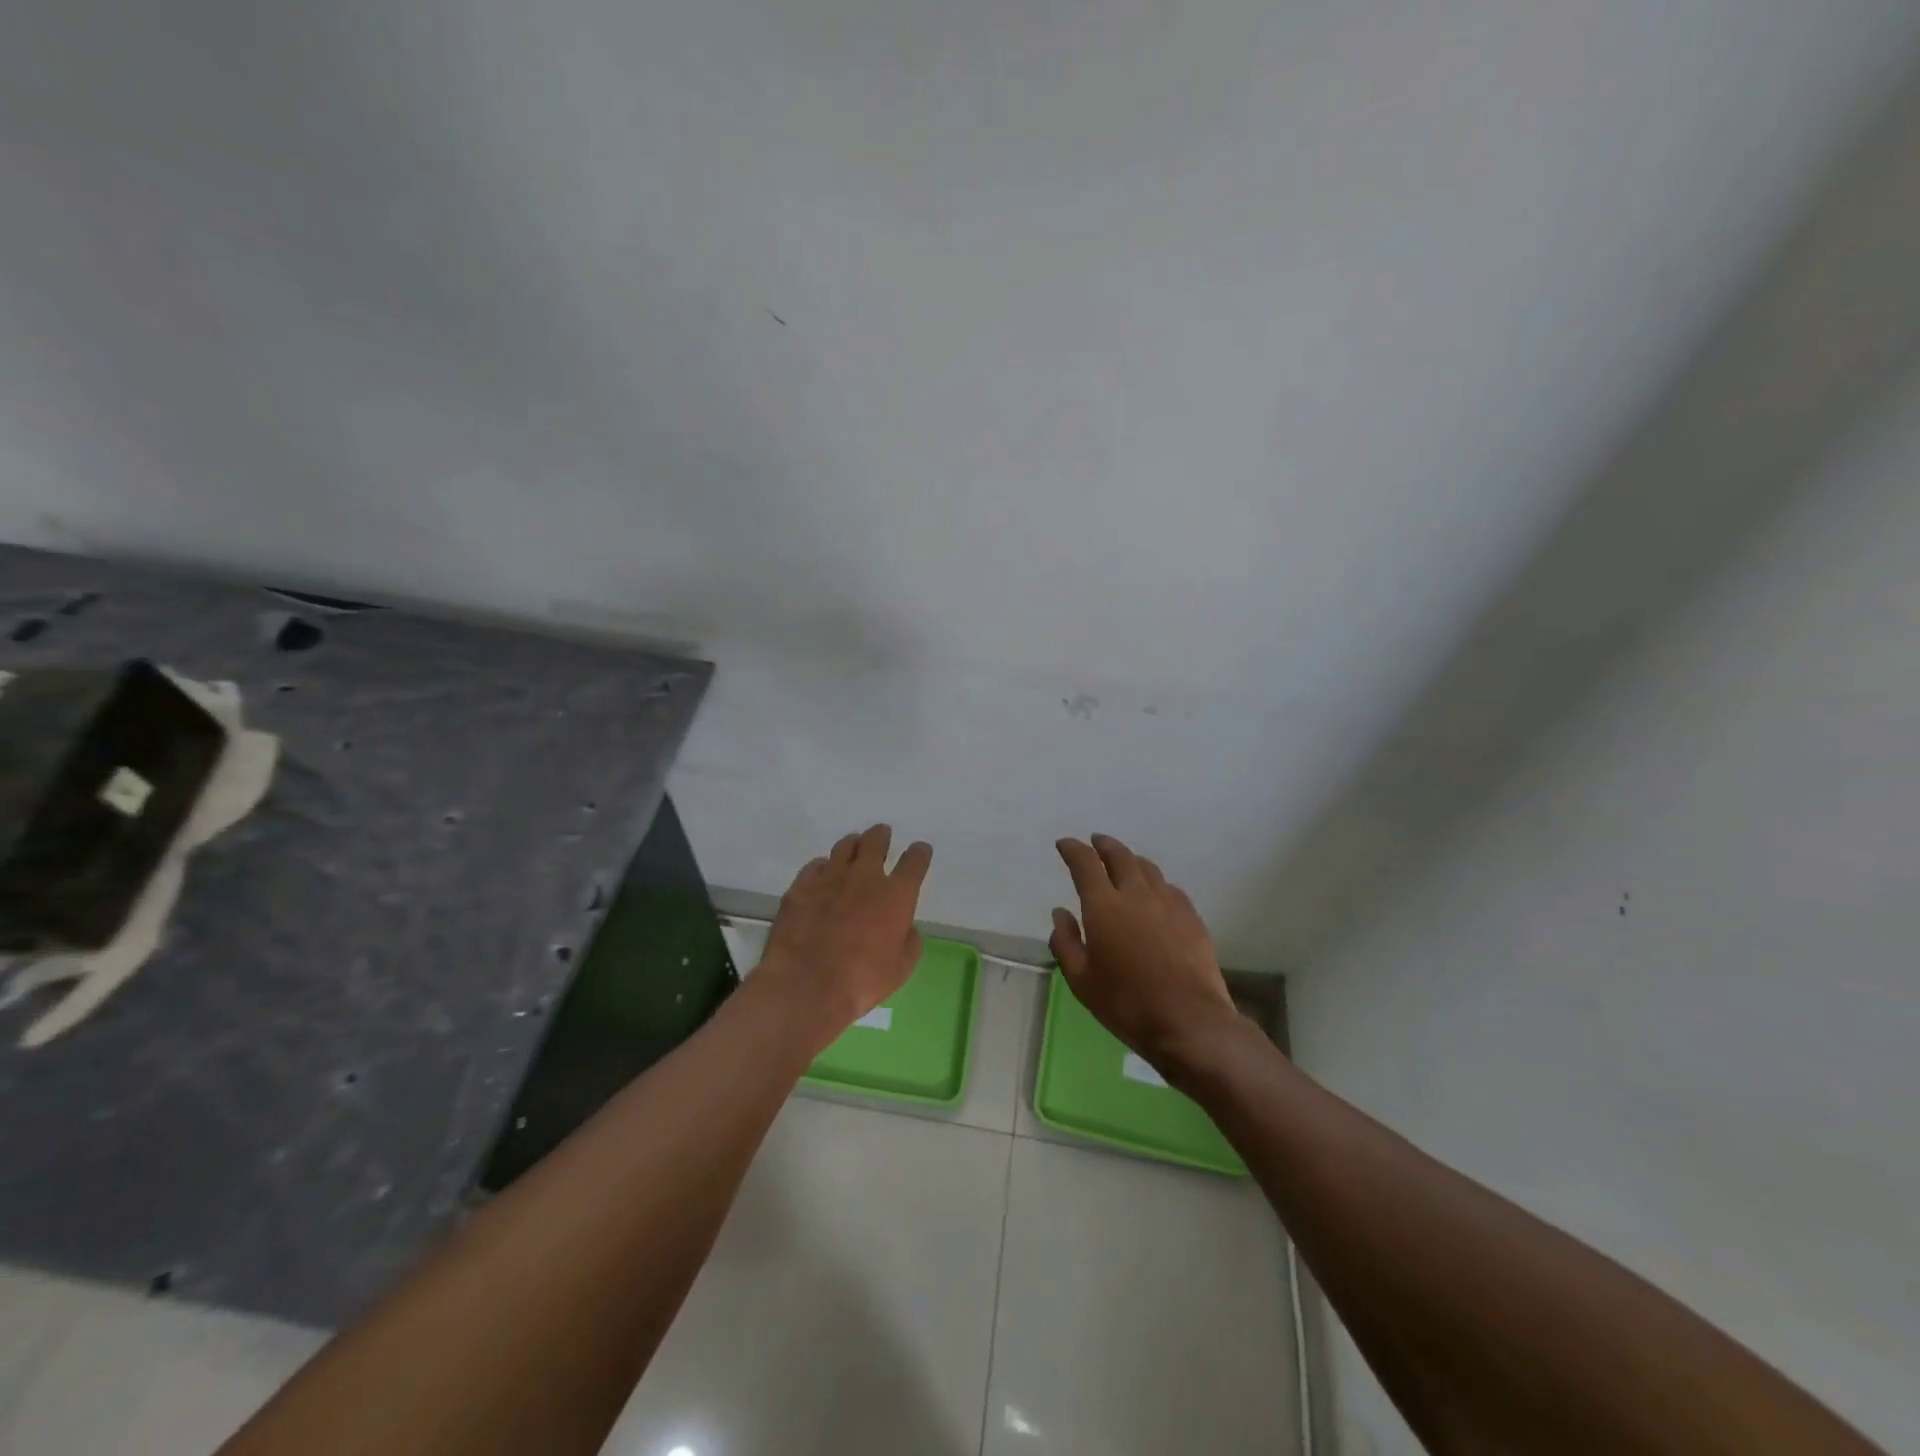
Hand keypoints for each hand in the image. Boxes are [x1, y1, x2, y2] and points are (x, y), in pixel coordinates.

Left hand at [758, 825, 932, 1047]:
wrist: (805, 985)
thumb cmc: (861, 982)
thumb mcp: (900, 970)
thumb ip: (909, 943)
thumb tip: (906, 929)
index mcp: (896, 895)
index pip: (915, 860)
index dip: (920, 853)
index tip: (920, 852)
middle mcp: (865, 877)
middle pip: (876, 840)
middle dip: (882, 836)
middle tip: (882, 837)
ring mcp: (830, 877)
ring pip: (845, 846)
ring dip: (854, 845)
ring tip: (854, 850)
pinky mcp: (801, 885)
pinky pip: (815, 865)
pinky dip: (824, 867)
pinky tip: (823, 876)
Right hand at [1050, 834, 1237, 1065]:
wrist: (1189, 1022)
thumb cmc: (1126, 1004)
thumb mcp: (1081, 980)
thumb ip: (1065, 942)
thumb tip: (1061, 913)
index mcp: (1104, 906)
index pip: (1085, 863)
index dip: (1072, 849)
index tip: (1065, 844)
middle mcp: (1136, 894)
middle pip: (1120, 856)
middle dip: (1103, 845)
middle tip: (1095, 842)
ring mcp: (1168, 903)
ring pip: (1147, 868)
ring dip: (1131, 860)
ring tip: (1124, 863)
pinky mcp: (1192, 918)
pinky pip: (1170, 888)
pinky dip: (1155, 882)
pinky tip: (1155, 893)